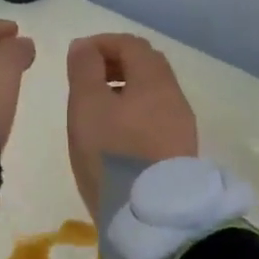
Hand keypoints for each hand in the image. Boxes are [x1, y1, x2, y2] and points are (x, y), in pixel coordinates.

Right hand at [65, 34, 198, 220]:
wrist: (151, 215)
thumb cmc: (112, 153)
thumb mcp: (87, 106)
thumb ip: (84, 70)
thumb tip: (84, 46)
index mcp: (154, 80)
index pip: (131, 44)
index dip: (102, 43)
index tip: (77, 56)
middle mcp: (174, 97)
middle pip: (147, 66)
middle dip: (116, 63)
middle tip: (86, 78)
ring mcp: (181, 126)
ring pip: (153, 93)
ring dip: (125, 89)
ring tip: (97, 108)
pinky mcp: (180, 151)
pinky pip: (156, 116)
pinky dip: (134, 111)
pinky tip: (116, 133)